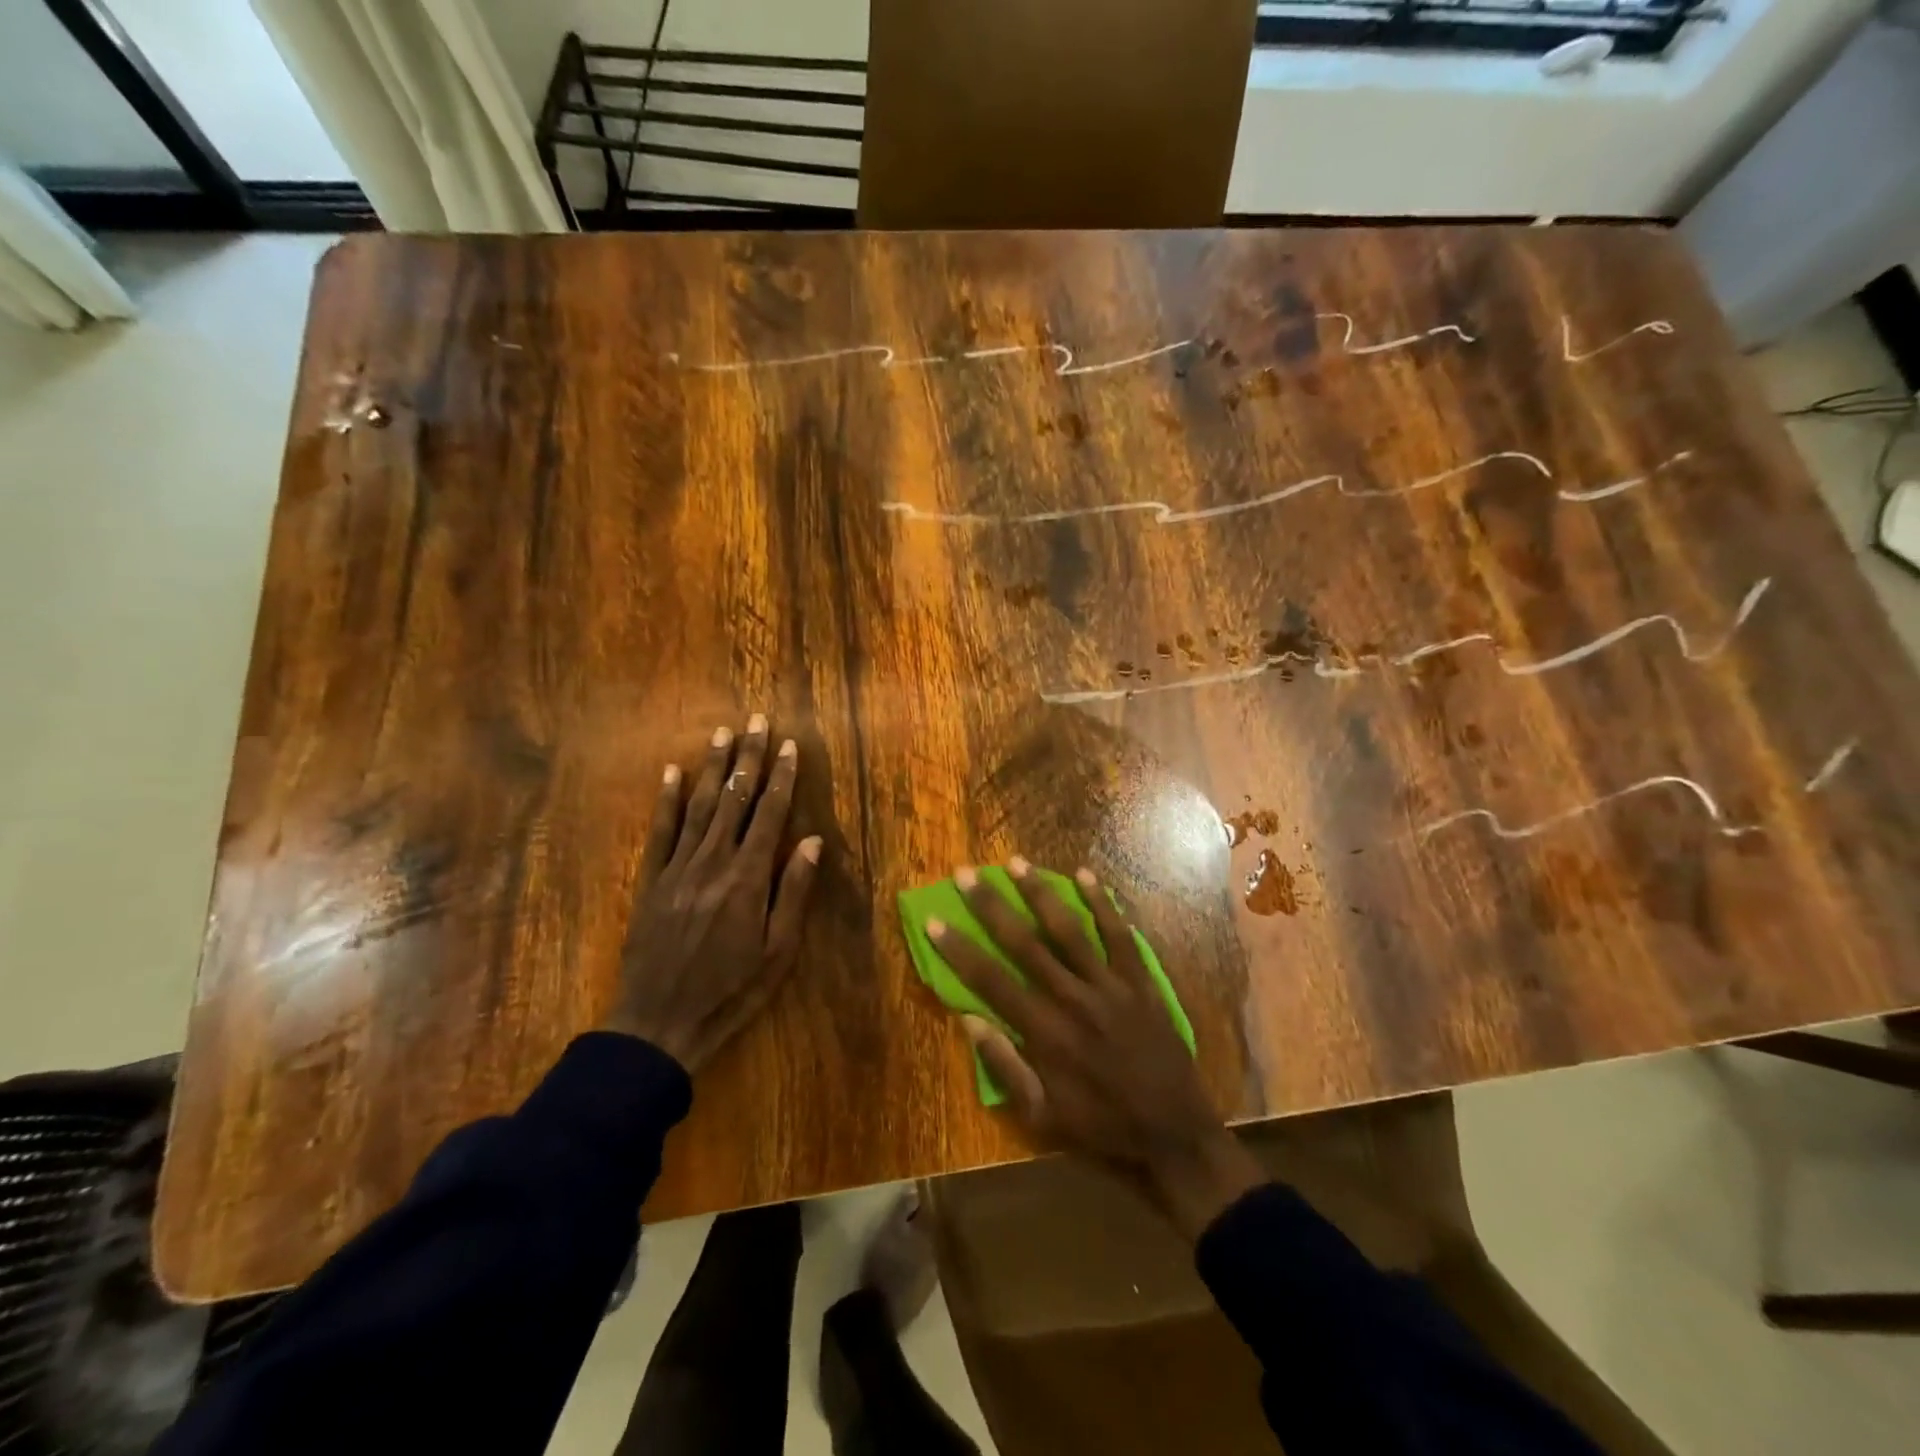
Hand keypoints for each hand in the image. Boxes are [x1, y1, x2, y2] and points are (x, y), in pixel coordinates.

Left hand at [605, 716, 822, 1072]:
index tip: (790, 745)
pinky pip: (660, 831)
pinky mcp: (651, 881)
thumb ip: (794, 892)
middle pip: (734, 799)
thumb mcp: (778, 952)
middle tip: (757, 720)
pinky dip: (666, 799)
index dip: (782, 778)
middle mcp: (712, 862)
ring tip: (722, 732)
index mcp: (747, 878)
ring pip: (698, 805)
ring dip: (712, 767)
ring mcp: (677, 869)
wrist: (659, 1024)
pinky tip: (671, 772)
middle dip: (748, 757)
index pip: (770, 815)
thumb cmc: (731, 992)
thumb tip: (811, 840)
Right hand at [932, 858, 1264, 1239]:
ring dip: (1040, 893)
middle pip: (1024, 943)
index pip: (991, 980)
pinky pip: (1119, 934)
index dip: (959, 950)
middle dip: (991, 906)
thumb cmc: (1101, 1127)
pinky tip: (1085, 875)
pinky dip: (1102, 903)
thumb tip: (968, 1019)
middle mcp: (1072, 998)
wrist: (1175, 1134)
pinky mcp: (1140, 981)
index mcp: (1044, 1033)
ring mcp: (1110, 985)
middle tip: (967, 873)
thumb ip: (1004, 1067)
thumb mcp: (1042, 1116)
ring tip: (1017, 863)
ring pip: (1068, 929)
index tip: (935, 920)